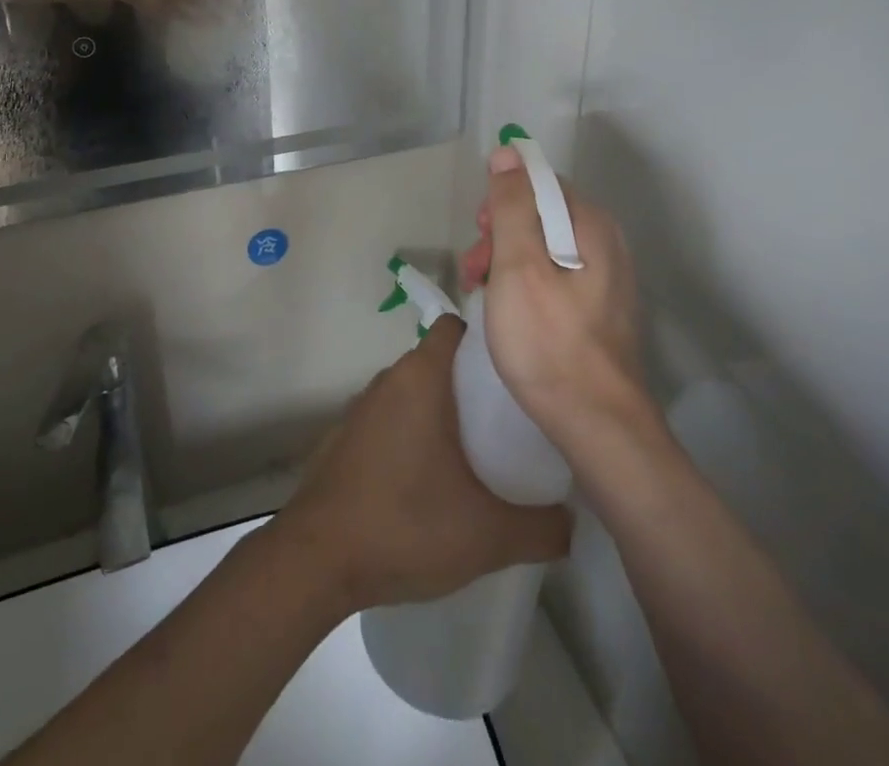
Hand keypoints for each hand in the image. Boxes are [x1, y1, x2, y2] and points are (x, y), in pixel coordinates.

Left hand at [275, 316, 571, 613]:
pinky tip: (428, 479)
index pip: (455, 329)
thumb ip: (542, 527)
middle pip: (438, 362)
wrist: (316, 560)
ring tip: (476, 453)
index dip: (486, 340)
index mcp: (420, 378)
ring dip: (440, 412)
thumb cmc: (405, 525)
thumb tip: (571, 520)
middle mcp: (388, 379)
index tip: (515, 371)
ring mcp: (361, 407)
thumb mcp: (488, 534)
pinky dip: (411, 434)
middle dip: (471, 384)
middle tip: (508, 422)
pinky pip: (389, 419)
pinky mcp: (345, 437)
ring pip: (413, 392)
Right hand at [457, 146, 647, 447]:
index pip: (539, 182)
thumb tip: (507, 154)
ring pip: (545, 247)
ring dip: (507, 261)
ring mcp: (607, 278)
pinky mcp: (601, 309)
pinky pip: (556, 276)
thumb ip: (511, 205)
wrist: (597, 424)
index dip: (503, 199)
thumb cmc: (548, 340)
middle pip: (541, 214)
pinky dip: (526, 284)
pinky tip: (510, 313)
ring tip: (483, 294)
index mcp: (590, 224)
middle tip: (475, 269)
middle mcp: (606, 242)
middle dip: (500, 234)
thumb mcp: (517, 265)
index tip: (480, 233)